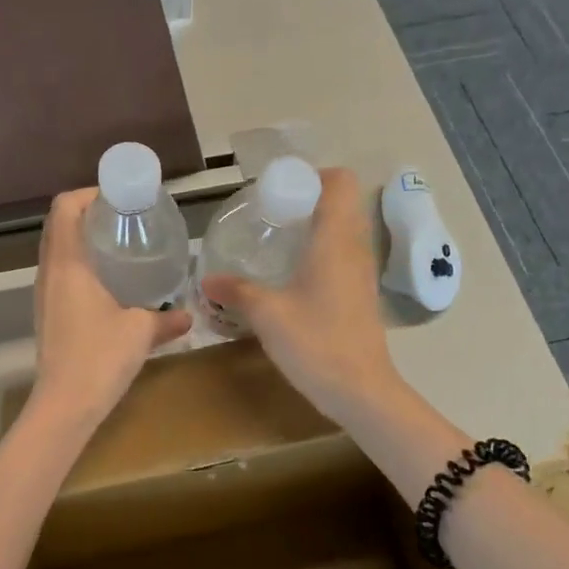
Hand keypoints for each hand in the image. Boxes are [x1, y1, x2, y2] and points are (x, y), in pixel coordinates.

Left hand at [31, 189, 189, 424]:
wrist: (64, 405)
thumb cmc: (100, 358)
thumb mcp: (140, 332)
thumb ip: (166, 320)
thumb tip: (187, 316)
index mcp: (68, 264)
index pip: (65, 207)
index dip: (90, 193)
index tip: (121, 198)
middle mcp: (49, 272)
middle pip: (60, 224)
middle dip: (90, 213)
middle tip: (125, 218)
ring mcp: (45, 294)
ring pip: (58, 249)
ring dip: (83, 239)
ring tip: (120, 245)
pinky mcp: (47, 313)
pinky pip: (60, 273)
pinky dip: (81, 264)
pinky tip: (109, 282)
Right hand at [201, 168, 400, 422]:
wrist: (361, 391)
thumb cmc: (316, 343)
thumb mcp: (267, 315)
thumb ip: (236, 291)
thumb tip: (206, 280)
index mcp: (335, 241)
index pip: (339, 182)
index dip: (312, 176)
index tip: (278, 190)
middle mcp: (354, 249)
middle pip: (340, 204)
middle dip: (306, 200)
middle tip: (268, 215)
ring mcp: (360, 273)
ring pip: (342, 231)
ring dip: (313, 228)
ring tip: (275, 242)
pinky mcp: (359, 296)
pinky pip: (340, 257)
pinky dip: (318, 253)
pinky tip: (289, 276)